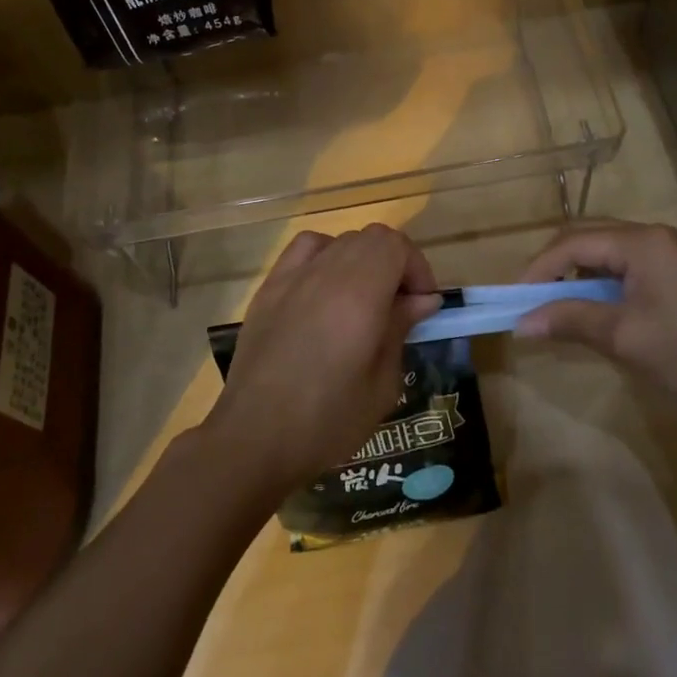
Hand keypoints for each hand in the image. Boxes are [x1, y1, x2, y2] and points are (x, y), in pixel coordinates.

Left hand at [203, 224, 441, 499]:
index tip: (422, 305)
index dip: (417, 268)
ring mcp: (292, 276)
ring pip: (339, 241)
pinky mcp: (269, 288)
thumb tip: (421, 299)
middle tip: (399, 307)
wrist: (254, 438)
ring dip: (361, 260)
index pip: (396, 245)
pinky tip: (325, 291)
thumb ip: (400, 329)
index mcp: (359, 294)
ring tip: (363, 300)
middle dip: (394, 264)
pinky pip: (304, 250)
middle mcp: (325, 272)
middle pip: (370, 238)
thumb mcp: (382, 384)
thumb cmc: (328, 420)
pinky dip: (325, 257)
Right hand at [516, 220, 676, 421]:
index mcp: (641, 242)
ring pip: (606, 250)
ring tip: (554, 303)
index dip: (539, 268)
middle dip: (554, 264)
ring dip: (576, 272)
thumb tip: (521, 324)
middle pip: (588, 236)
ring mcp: (669, 253)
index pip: (573, 242)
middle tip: (530, 297)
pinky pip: (625, 265)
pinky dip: (600, 281)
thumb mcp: (623, 337)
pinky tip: (592, 307)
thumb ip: (569, 320)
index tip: (515, 299)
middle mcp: (653, 236)